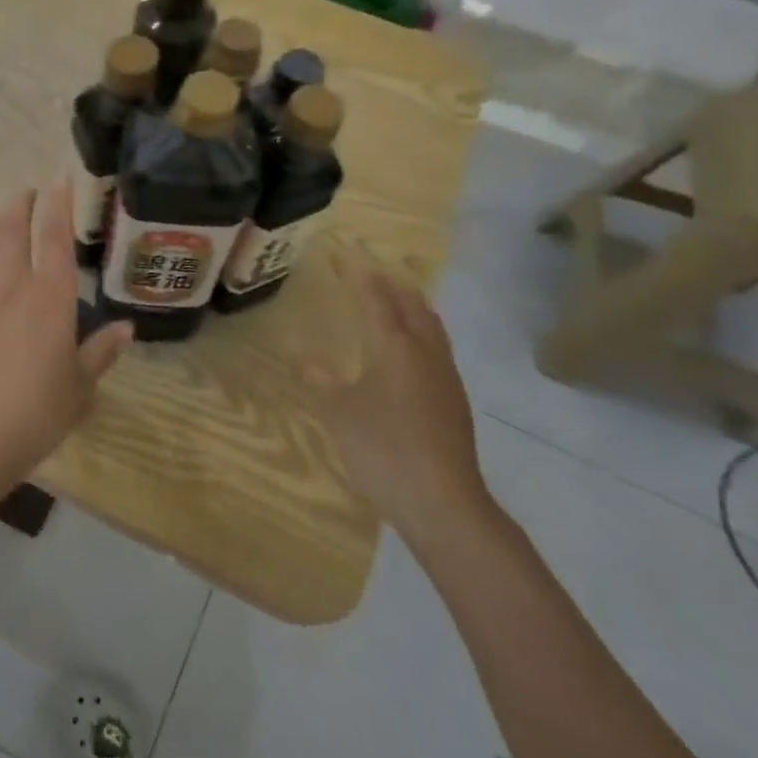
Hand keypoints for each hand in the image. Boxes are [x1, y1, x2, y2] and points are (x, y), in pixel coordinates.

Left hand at [0, 184, 133, 490]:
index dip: (58, 204)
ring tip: (3, 213)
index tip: (59, 178)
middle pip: (13, 230)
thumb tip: (127, 328)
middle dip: (22, 204)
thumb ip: (102, 351)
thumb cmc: (39, 411)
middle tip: (30, 192)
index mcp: (52, 298)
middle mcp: (15, 286)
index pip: (55, 237)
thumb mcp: (81, 385)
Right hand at [307, 254, 493, 545]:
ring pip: (429, 324)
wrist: (443, 503)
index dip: (357, 274)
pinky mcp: (453, 399)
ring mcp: (445, 376)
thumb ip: (321, 381)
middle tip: (365, 272)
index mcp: (395, 347)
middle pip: (411, 304)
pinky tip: (407, 348)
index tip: (341, 254)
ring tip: (390, 298)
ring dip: (409, 304)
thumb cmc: (384, 450)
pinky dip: (418, 329)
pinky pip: (435, 346)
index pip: (375, 298)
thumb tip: (304, 359)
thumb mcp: (338, 413)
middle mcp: (425, 352)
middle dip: (388, 283)